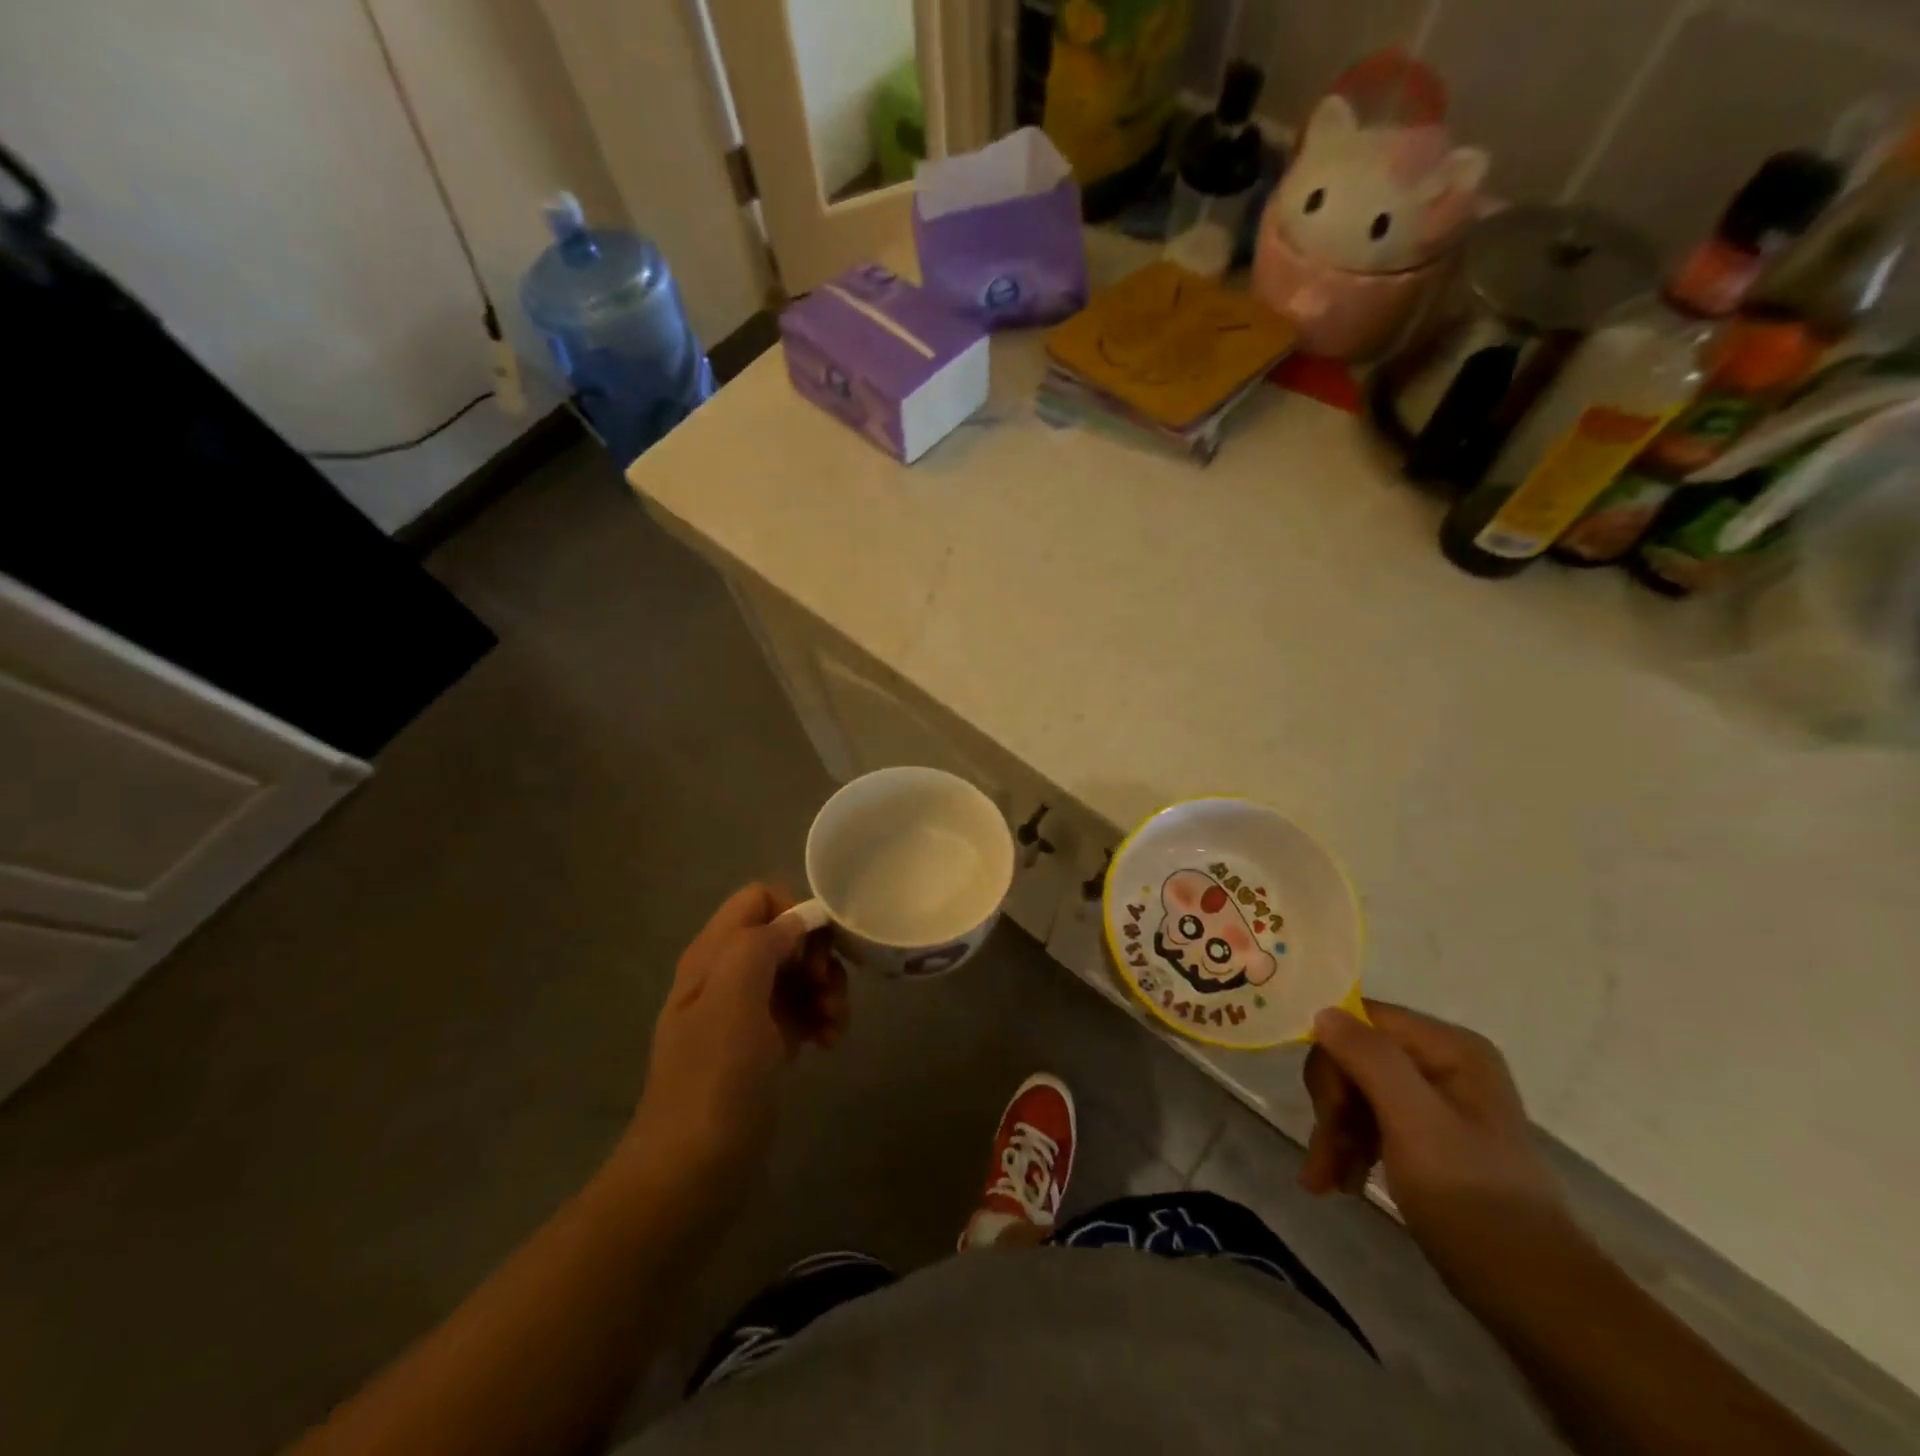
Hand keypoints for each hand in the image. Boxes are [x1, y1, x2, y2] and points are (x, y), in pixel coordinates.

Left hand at [624, 885, 847, 1193]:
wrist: (692, 1174)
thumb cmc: (715, 1080)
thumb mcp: (734, 999)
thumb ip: (762, 944)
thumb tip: (797, 920)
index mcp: (713, 954)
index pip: (760, 899)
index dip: (795, 914)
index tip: (818, 953)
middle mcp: (726, 974)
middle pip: (785, 935)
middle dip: (817, 957)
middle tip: (829, 993)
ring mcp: (744, 1012)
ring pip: (797, 973)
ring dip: (825, 990)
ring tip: (835, 1026)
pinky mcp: (760, 1045)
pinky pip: (798, 1010)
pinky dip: (819, 1018)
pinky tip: (829, 1043)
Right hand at [1300, 1000, 1576, 1296]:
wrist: (1533, 1298)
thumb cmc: (1472, 1201)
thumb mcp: (1415, 1124)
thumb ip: (1371, 1060)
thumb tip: (1323, 1011)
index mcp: (1449, 1048)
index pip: (1361, 1021)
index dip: (1332, 1058)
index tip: (1323, 1110)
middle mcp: (1443, 1062)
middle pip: (1355, 1058)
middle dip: (1332, 1107)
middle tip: (1323, 1156)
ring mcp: (1436, 1100)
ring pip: (1357, 1092)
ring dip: (1334, 1133)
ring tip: (1325, 1181)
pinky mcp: (1428, 1136)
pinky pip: (1372, 1122)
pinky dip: (1349, 1149)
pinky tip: (1339, 1183)